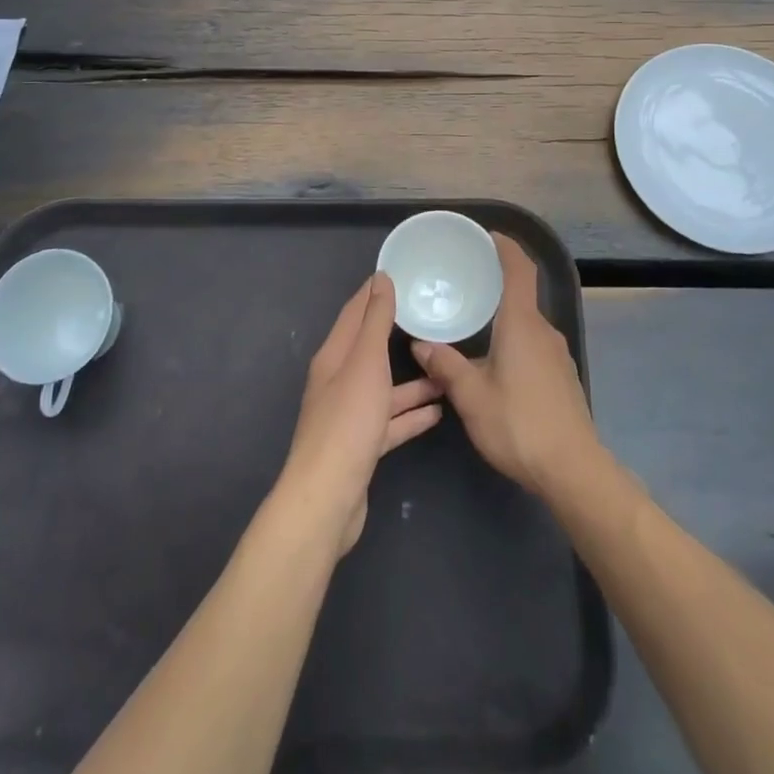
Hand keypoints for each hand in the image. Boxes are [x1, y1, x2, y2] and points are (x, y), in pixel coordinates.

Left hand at [280, 273, 442, 554]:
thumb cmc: (348, 422)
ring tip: (445, 370)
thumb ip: (375, 322)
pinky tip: (438, 412)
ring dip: (412, 380)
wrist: (328, 499)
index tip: (399, 274)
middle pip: (370, 350)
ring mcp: (349, 416)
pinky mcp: (362, 446)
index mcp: (334, 357)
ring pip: (384, 388)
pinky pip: (390, 422)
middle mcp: (338, 381)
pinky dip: (411, 415)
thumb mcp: (365, 363)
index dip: (374, 292)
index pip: (355, 313)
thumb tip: (380, 279)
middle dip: (397, 334)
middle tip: (430, 319)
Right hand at [412, 234, 601, 498]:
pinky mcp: (562, 377)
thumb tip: (421, 345)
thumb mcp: (471, 397)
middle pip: (522, 295)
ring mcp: (557, 354)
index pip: (520, 270)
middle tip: (465, 283)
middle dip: (496, 285)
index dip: (506, 248)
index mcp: (521, 324)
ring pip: (527, 324)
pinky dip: (514, 340)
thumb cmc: (519, 425)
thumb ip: (445, 366)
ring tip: (474, 325)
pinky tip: (496, 363)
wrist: (573, 470)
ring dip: (504, 318)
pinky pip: (534, 345)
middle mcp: (543, 331)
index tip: (489, 236)